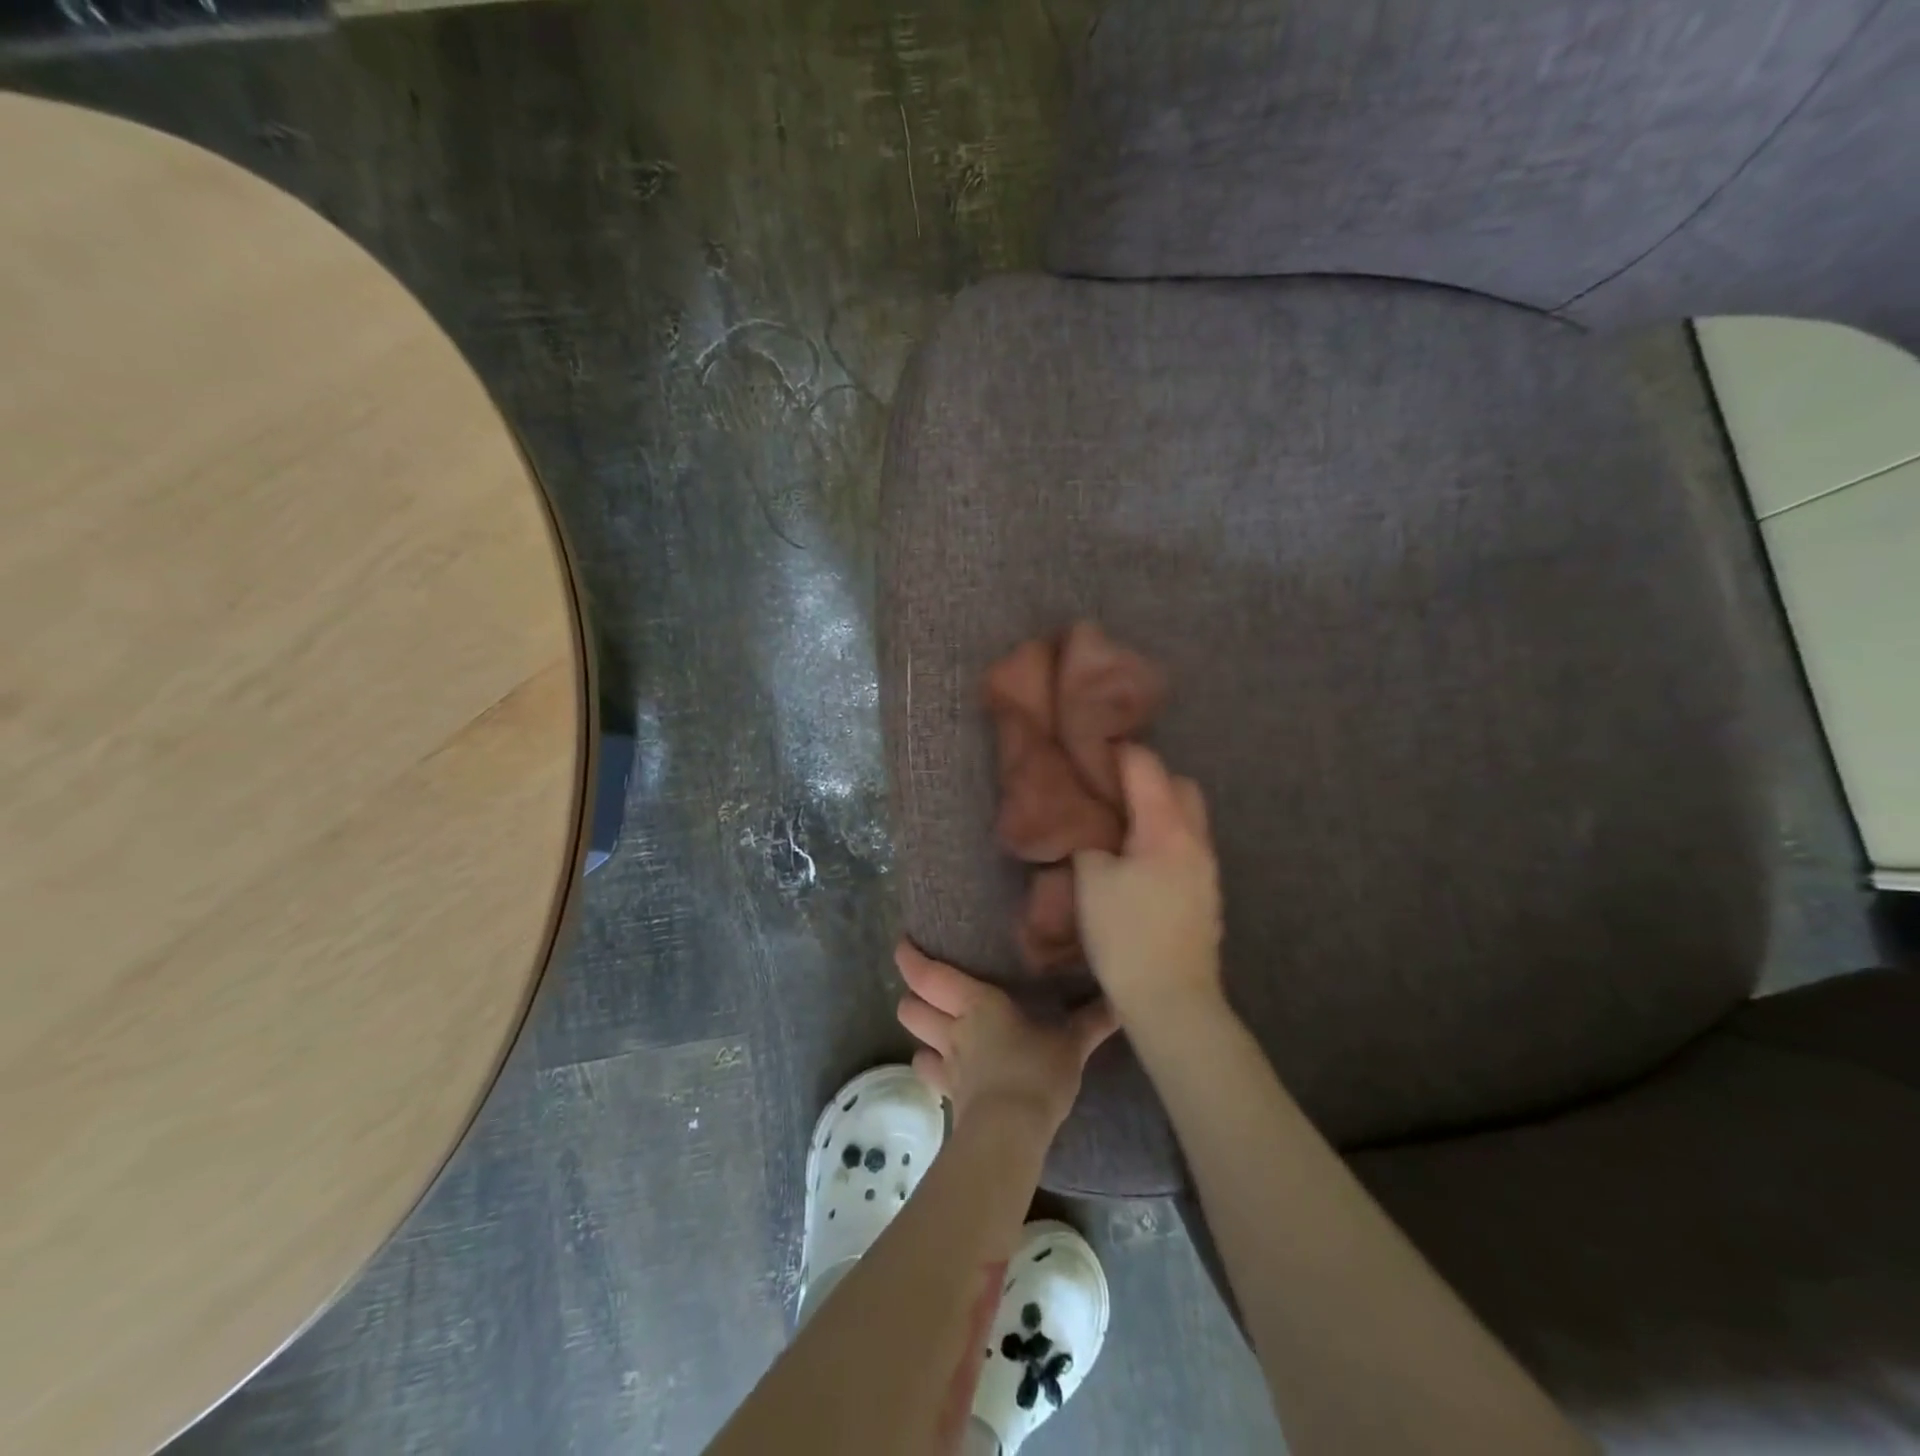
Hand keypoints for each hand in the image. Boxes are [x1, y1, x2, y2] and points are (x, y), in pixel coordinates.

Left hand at [895, 940, 1116, 1135]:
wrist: (1010, 1134)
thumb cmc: (1036, 1073)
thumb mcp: (1070, 1044)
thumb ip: (1091, 1021)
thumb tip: (1120, 1001)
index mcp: (976, 1003)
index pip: (929, 975)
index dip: (910, 958)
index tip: (903, 944)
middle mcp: (953, 1028)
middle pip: (910, 1007)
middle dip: (912, 996)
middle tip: (926, 988)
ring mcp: (947, 1064)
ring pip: (915, 1040)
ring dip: (920, 1031)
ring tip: (936, 1026)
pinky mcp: (949, 1095)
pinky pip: (931, 1074)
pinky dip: (933, 1067)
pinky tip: (947, 1067)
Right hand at [1072, 744, 1223, 1022]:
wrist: (1173, 1000)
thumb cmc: (1126, 935)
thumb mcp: (1090, 882)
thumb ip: (1089, 843)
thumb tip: (1090, 830)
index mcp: (1167, 828)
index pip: (1147, 767)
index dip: (1119, 752)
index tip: (1093, 752)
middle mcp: (1195, 840)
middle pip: (1180, 786)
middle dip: (1149, 779)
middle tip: (1111, 793)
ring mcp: (1207, 869)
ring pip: (1188, 819)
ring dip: (1159, 812)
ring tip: (1121, 828)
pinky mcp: (1207, 895)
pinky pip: (1188, 847)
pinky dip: (1166, 839)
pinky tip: (1139, 863)